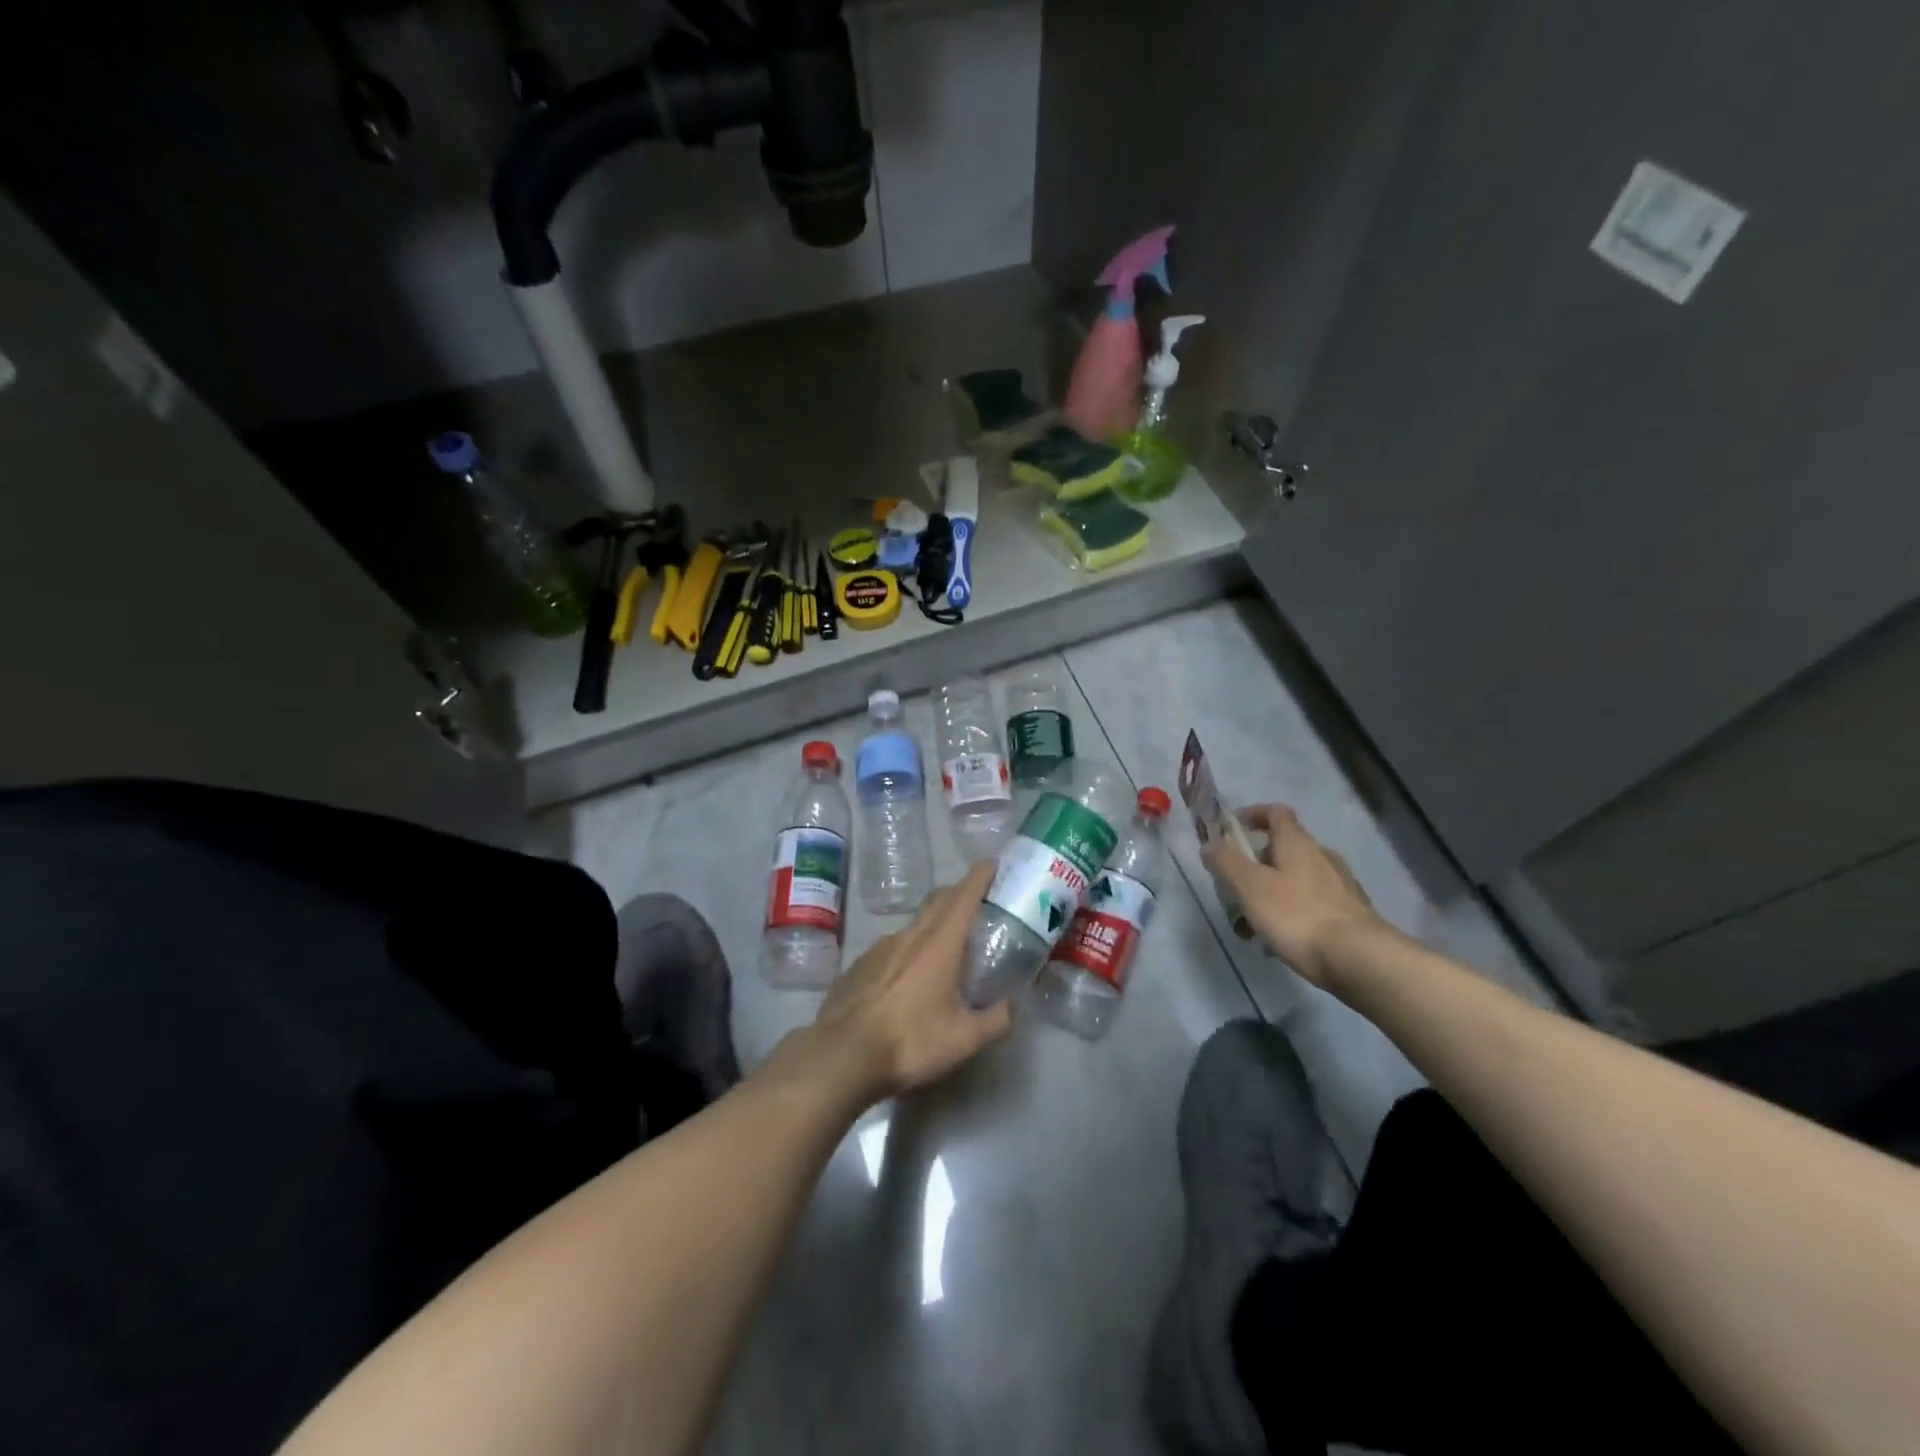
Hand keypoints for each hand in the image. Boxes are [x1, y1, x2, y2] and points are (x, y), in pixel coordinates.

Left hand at [812, 861, 1012, 1102]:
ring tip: (947, 951)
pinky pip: (893, 948)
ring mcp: (880, 947)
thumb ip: (996, 1020)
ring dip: (934, 926)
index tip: (994, 865)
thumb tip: (1012, 1007)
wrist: (841, 1056)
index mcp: (939, 942)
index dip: (981, 875)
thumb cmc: (910, 1041)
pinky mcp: (860, 964)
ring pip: (915, 924)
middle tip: (980, 905)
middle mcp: (910, 934)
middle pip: (939, 900)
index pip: (964, 894)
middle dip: (960, 894)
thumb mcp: (964, 1040)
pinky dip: (910, 951)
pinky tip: (911, 980)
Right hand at [1202, 804, 1386, 986]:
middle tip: (1234, 888)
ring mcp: (1340, 886)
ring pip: (1295, 881)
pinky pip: (1310, 906)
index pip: (1276, 813)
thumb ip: (1227, 862)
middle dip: (1255, 866)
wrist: (1360, 960)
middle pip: (1283, 850)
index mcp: (1297, 844)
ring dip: (1270, 895)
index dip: (1252, 814)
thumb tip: (1210, 843)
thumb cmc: (1298, 915)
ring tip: (1251, 926)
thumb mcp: (1251, 887)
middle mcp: (1322, 857)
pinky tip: (1279, 944)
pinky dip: (1290, 916)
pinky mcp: (1350, 915)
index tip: (1231, 828)